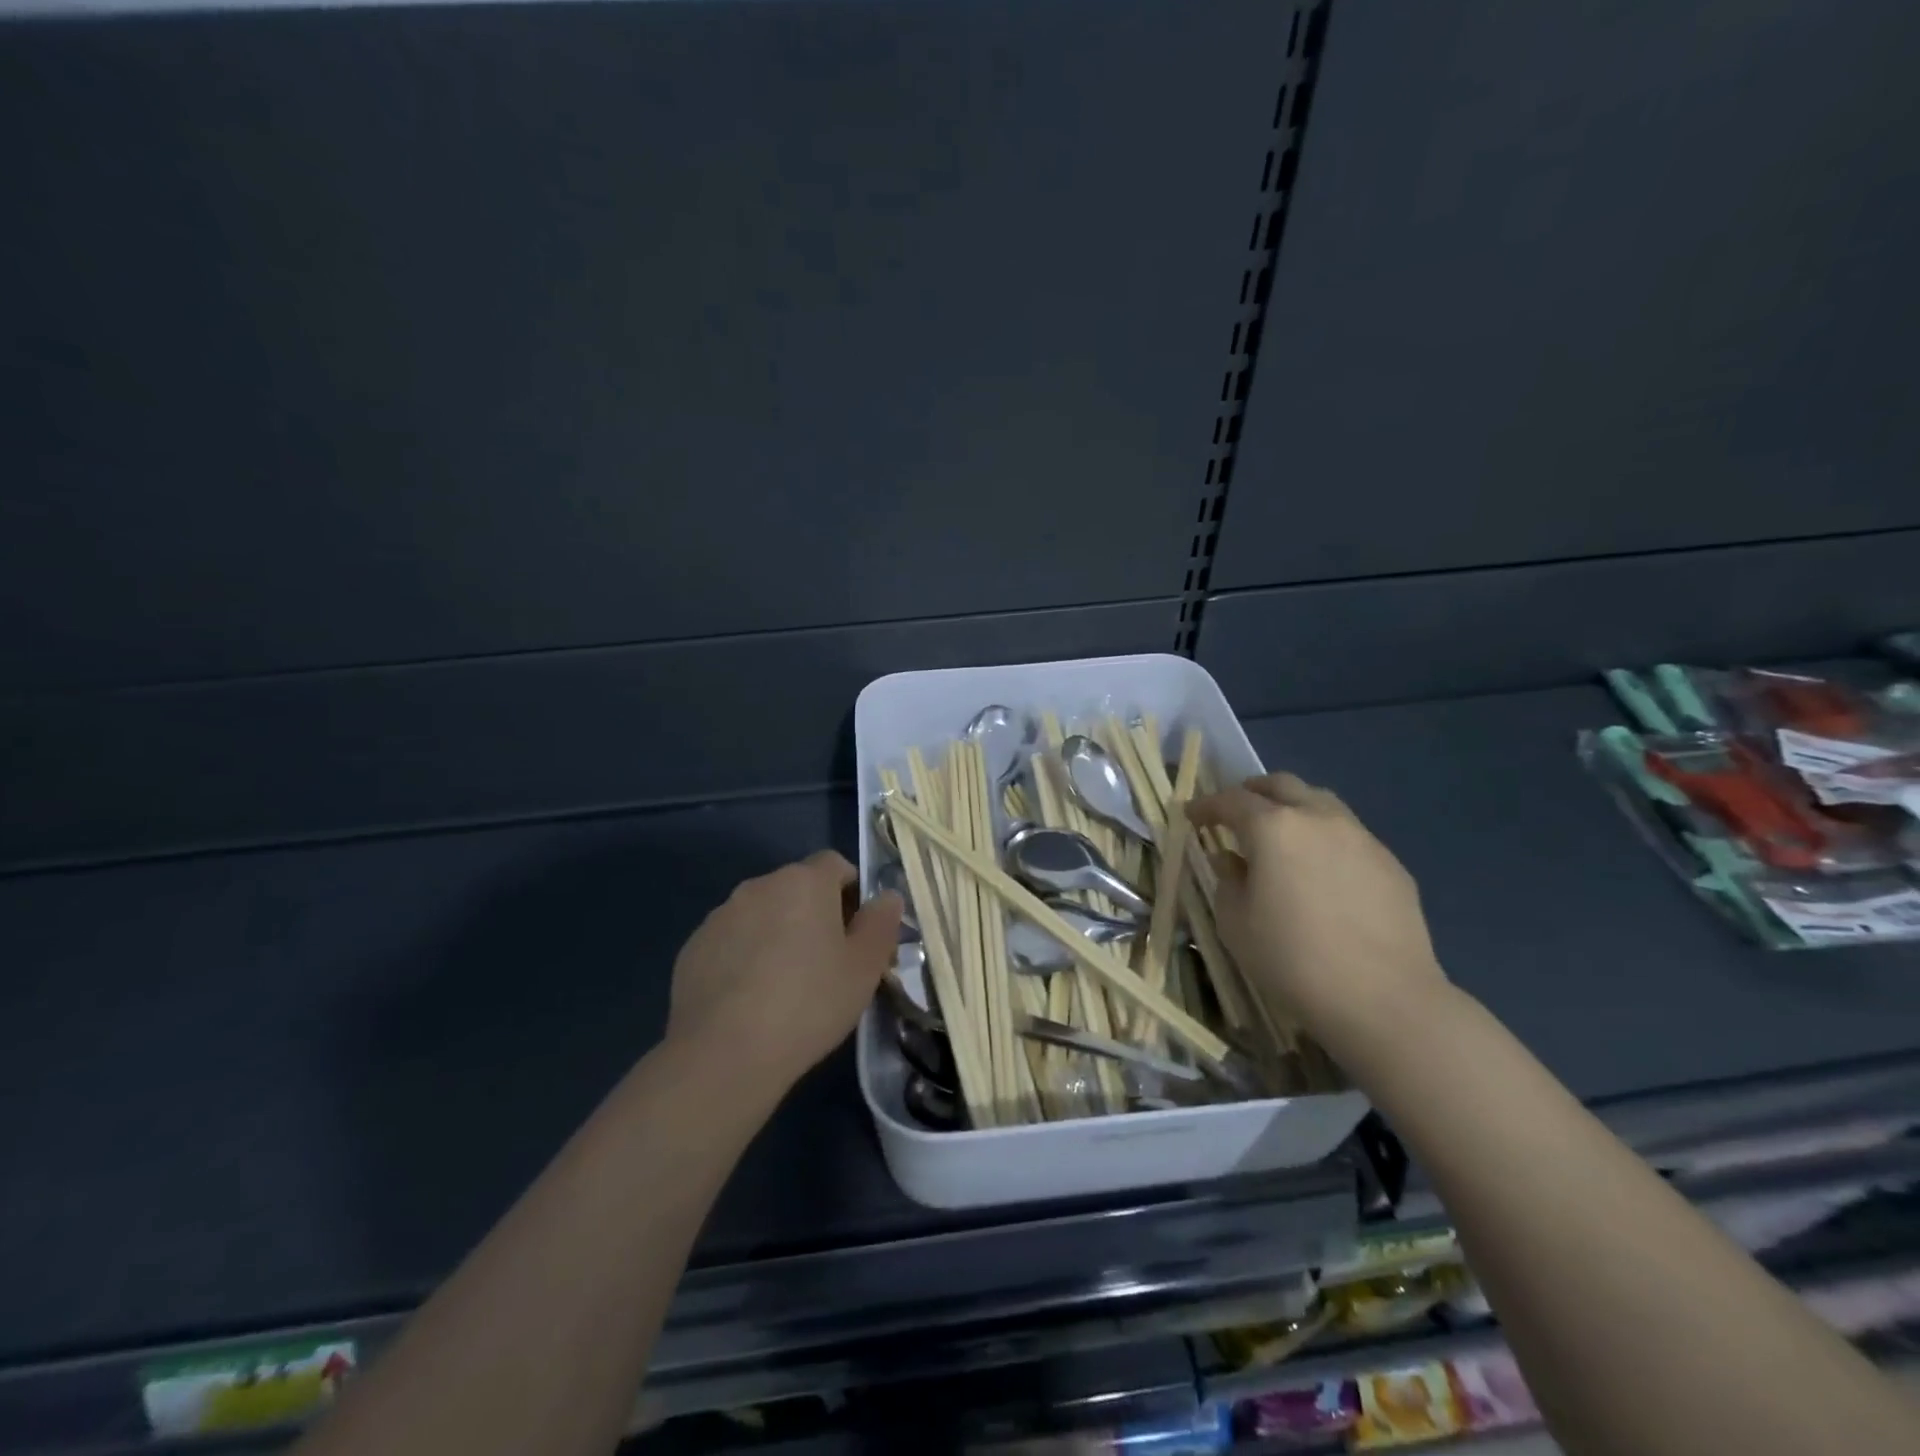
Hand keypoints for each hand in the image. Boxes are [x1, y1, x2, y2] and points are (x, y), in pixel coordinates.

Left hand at [667, 850, 902, 1094]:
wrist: (724, 1053)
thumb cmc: (809, 1003)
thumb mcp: (864, 968)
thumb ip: (881, 923)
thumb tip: (887, 897)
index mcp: (804, 882)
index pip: (835, 863)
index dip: (851, 891)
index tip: (857, 930)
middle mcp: (759, 886)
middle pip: (796, 888)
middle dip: (814, 914)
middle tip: (827, 962)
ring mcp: (720, 916)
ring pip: (762, 914)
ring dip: (777, 934)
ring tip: (786, 986)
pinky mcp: (692, 948)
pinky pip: (731, 942)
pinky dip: (745, 957)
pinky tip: (750, 1000)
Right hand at [1187, 773, 1448, 1059]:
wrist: (1384, 999)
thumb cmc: (1293, 960)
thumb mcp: (1236, 924)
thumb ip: (1228, 882)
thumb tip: (1232, 861)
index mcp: (1274, 828)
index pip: (1232, 801)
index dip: (1206, 805)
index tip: (1191, 815)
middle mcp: (1318, 818)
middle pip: (1281, 785)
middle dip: (1253, 792)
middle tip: (1235, 812)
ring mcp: (1360, 837)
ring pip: (1320, 802)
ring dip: (1293, 808)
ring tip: (1280, 835)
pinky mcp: (1390, 863)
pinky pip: (1348, 835)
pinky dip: (1324, 838)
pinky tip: (1321, 871)